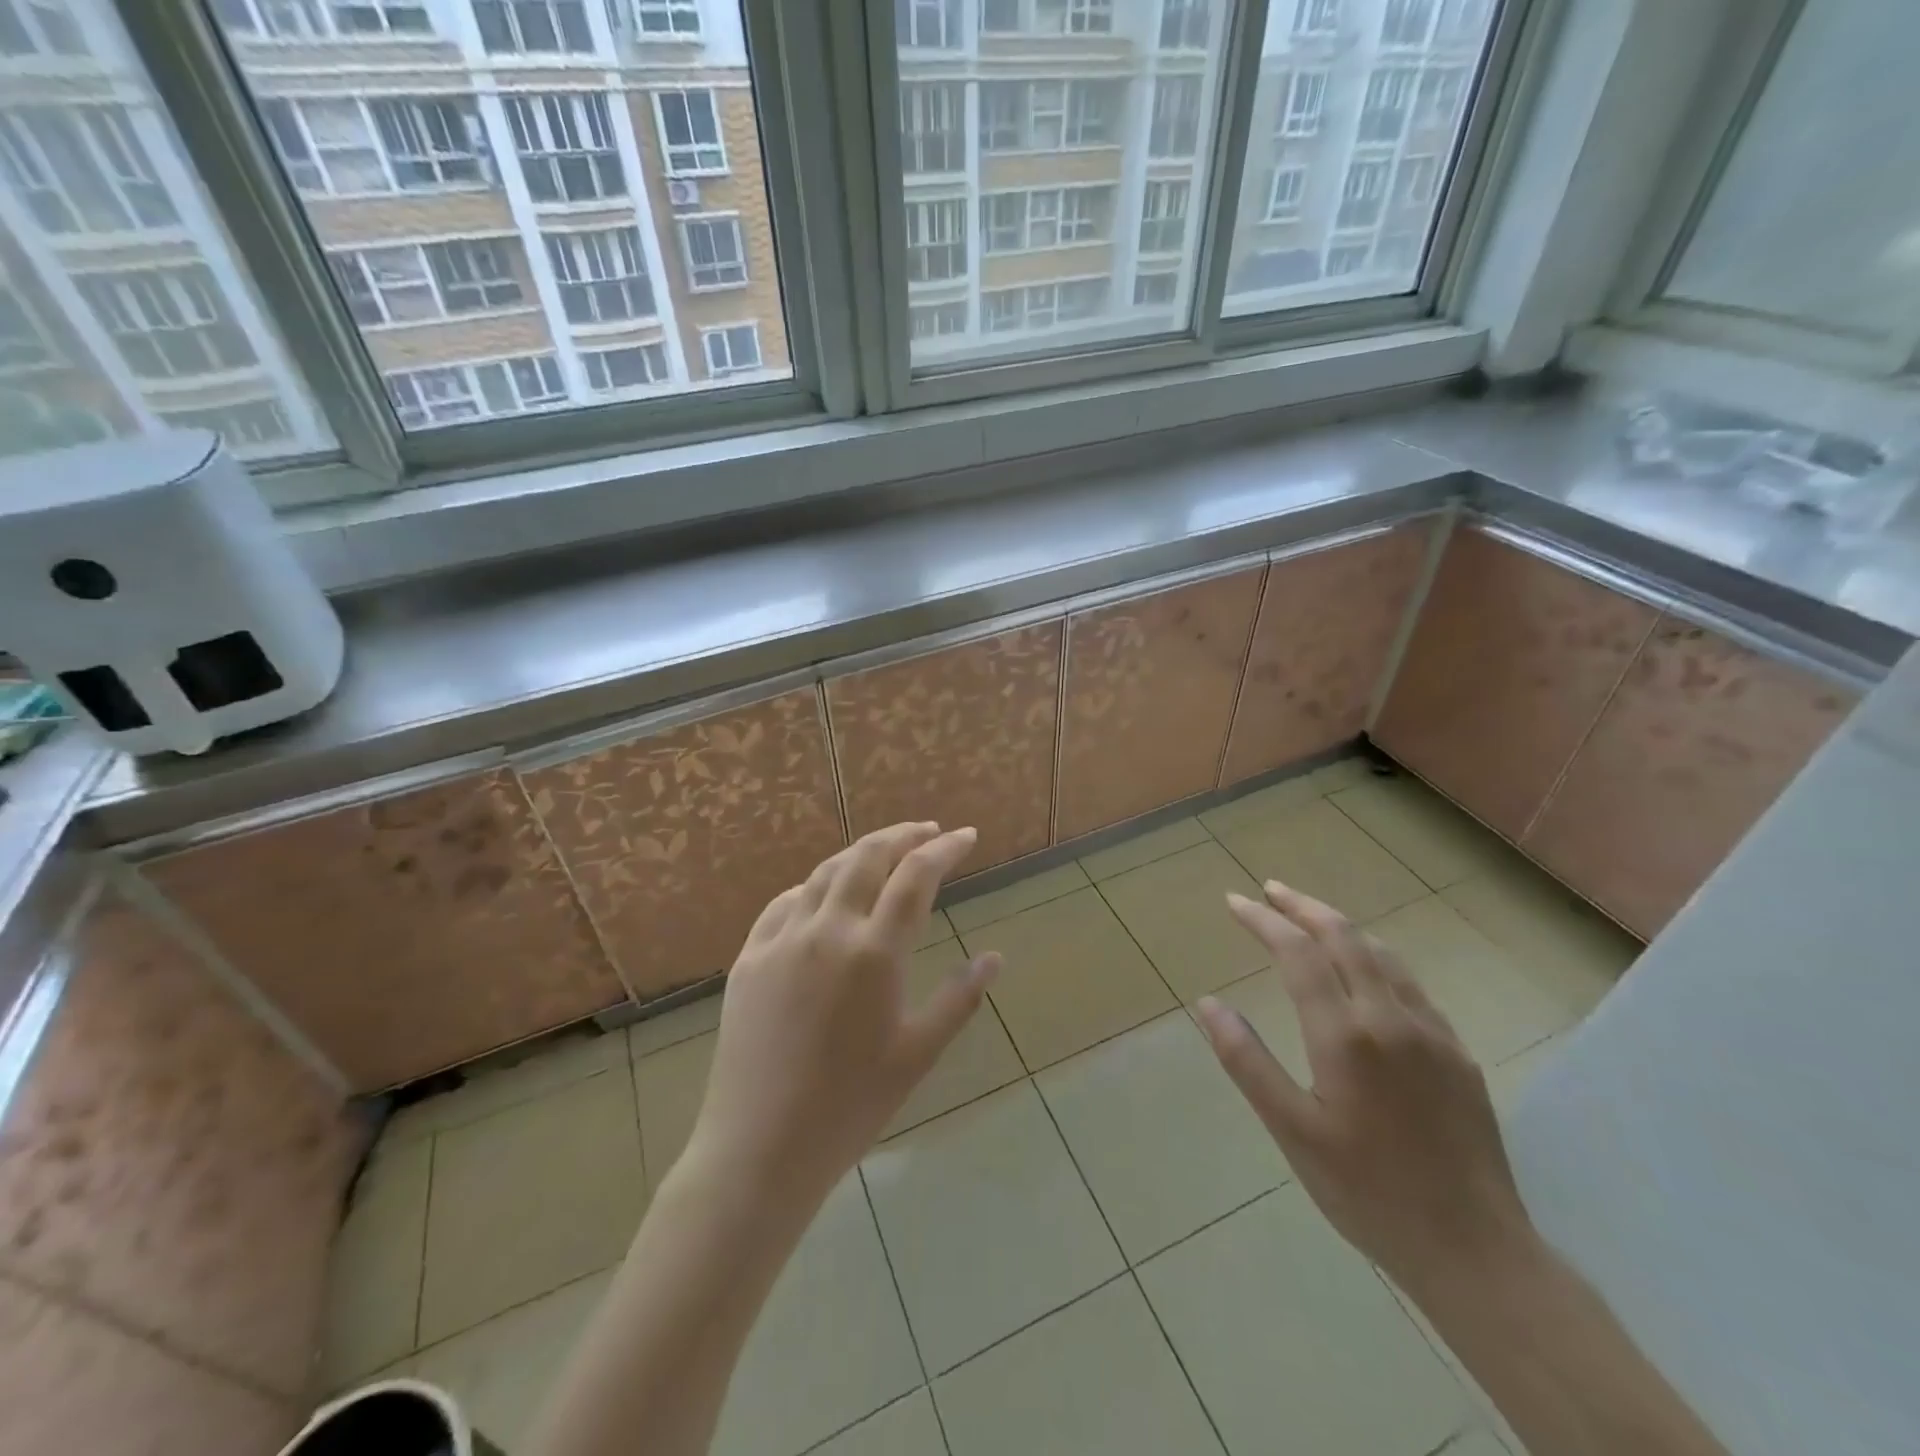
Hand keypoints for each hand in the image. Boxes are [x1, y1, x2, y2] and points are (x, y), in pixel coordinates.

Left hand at [682, 822, 1000, 1210]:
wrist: (760, 1148)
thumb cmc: (851, 1106)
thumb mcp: (918, 1054)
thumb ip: (959, 998)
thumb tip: (994, 958)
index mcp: (874, 953)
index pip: (915, 877)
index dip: (944, 849)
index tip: (965, 836)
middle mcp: (827, 931)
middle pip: (867, 857)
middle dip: (902, 835)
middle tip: (927, 832)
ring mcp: (781, 940)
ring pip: (824, 873)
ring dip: (859, 854)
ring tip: (884, 853)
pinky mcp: (749, 958)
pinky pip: (784, 903)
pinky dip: (814, 887)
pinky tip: (824, 895)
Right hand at [1193, 880, 1534, 1295]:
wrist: (1476, 1252)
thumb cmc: (1368, 1192)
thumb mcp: (1292, 1132)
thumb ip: (1246, 1061)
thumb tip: (1208, 1004)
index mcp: (1345, 1036)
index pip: (1297, 953)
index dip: (1263, 920)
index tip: (1235, 901)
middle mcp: (1390, 1018)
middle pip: (1344, 937)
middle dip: (1302, 906)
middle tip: (1269, 890)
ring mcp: (1432, 1033)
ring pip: (1383, 954)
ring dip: (1340, 926)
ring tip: (1309, 919)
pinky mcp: (1458, 1053)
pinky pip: (1411, 984)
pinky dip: (1376, 958)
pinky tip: (1366, 973)